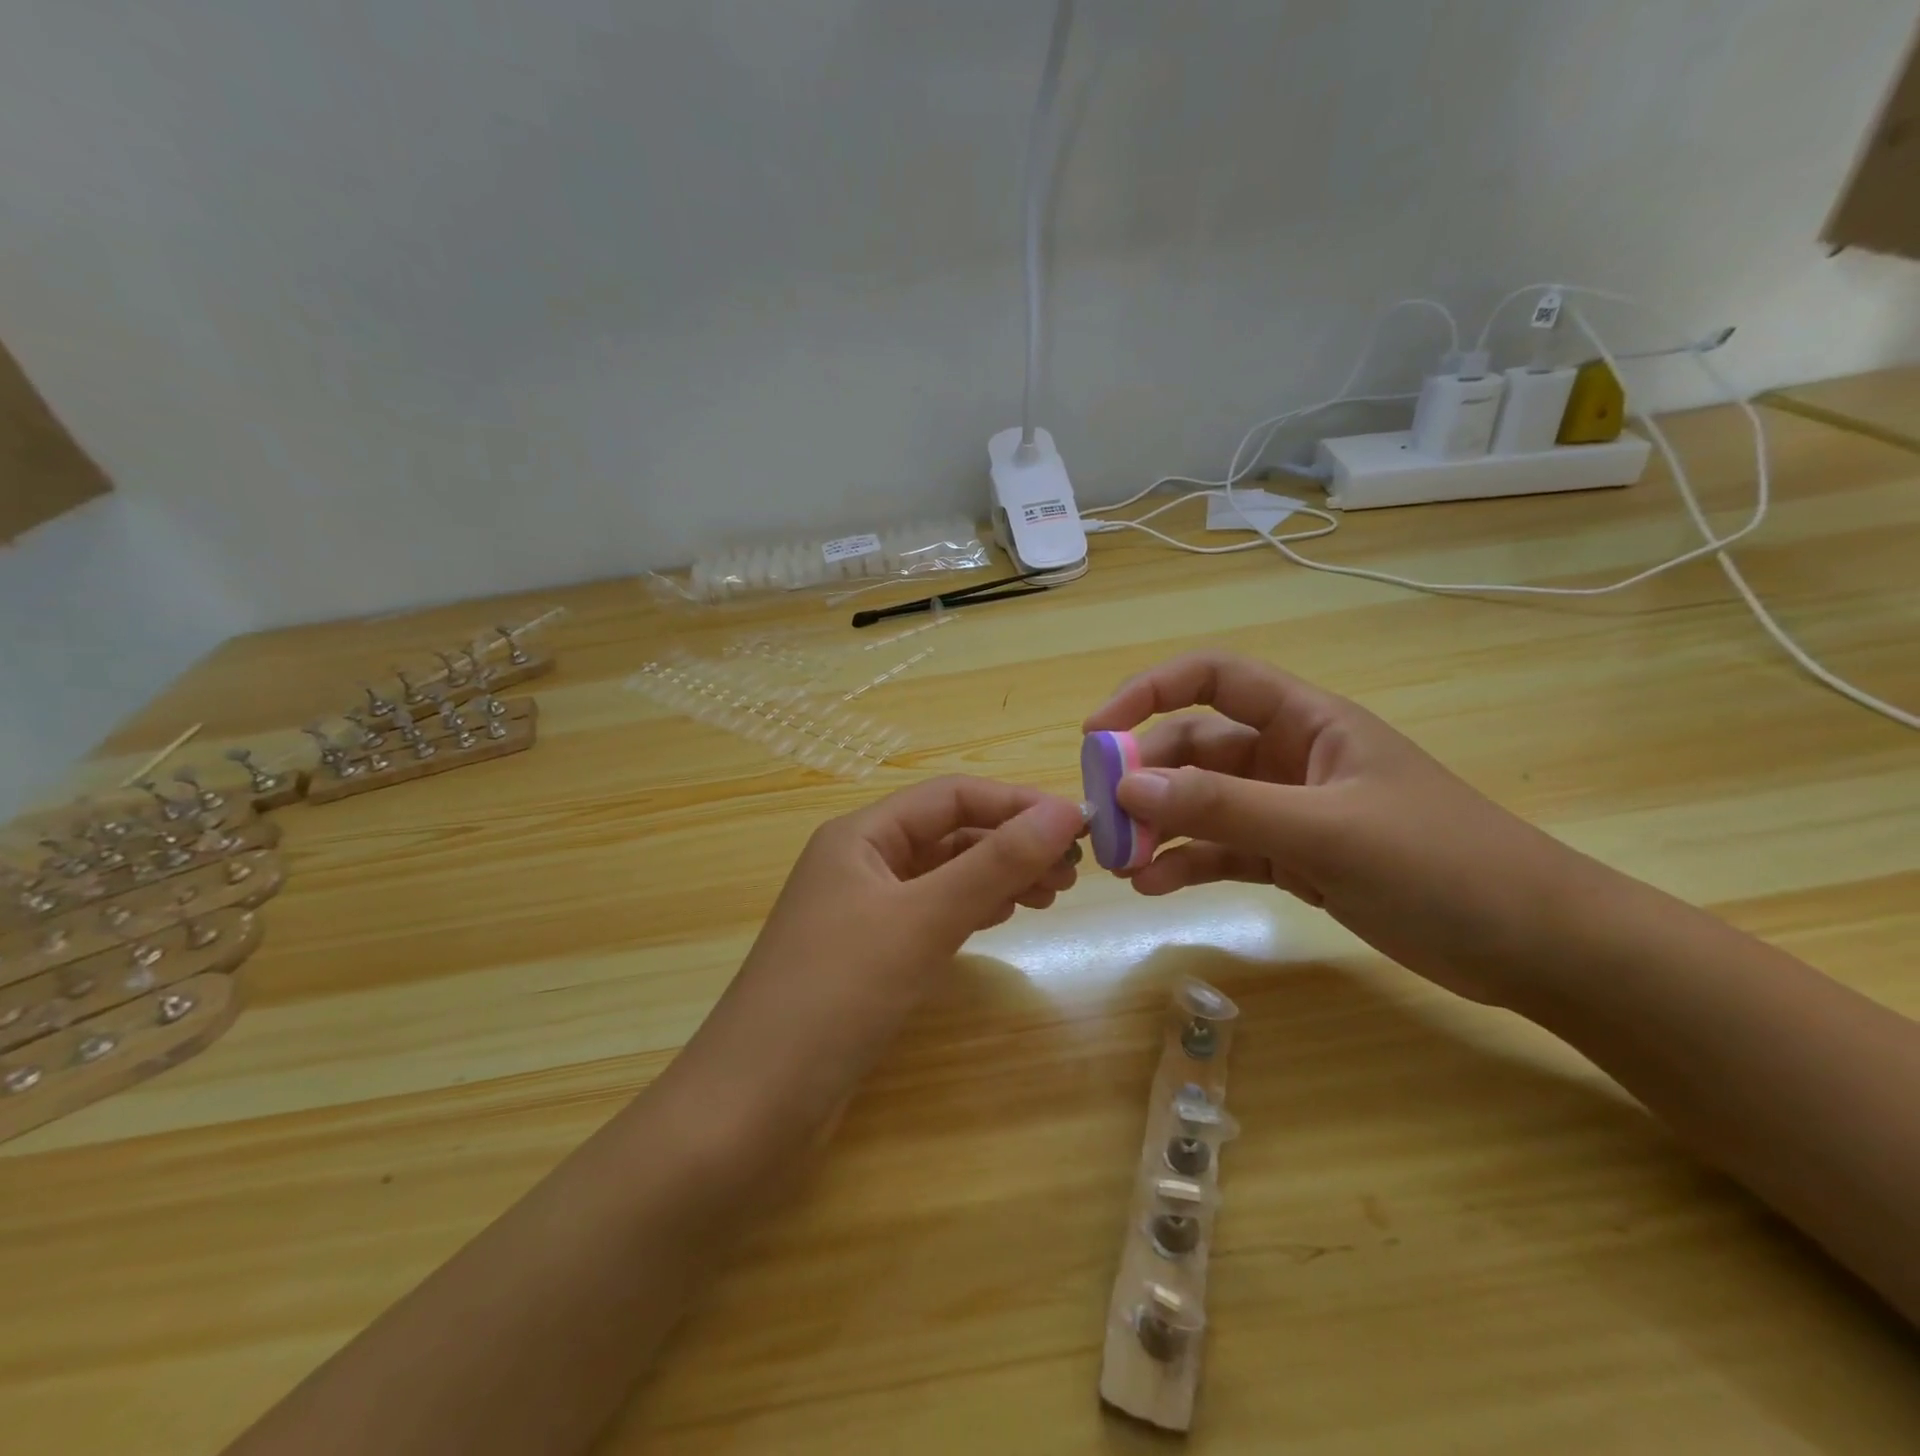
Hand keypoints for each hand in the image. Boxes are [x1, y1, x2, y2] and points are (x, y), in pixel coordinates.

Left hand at [675, 776, 1085, 1147]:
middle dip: (1010, 843)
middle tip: (1072, 871)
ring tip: (1052, 894)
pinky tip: (1004, 917)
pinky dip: (972, 910)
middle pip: (949, 833)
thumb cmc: (836, 996)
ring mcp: (862, 911)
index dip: (1015, 804)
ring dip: (996, 877)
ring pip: (943, 875)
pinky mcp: (868, 956)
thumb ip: (993, 864)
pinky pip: (931, 914)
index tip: (1076, 826)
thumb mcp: (921, 920)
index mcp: (861, 835)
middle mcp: (860, 862)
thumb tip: (1062, 812)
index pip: (951, 796)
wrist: (753, 1107)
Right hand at [1084, 652, 1594, 1004]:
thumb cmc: (1442, 863)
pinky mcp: (1293, 859)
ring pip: (1202, 805)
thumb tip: (1128, 788)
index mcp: (1305, 720)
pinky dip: (1188, 864)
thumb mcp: (1326, 830)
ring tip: (1120, 863)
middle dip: (1145, 779)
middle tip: (1103, 820)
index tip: (1097, 733)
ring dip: (1159, 827)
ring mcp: (1288, 810)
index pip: (1212, 679)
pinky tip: (1155, 887)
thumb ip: (1225, 807)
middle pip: (1194, 748)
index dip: (1147, 692)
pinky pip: (1223, 851)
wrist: (1535, 946)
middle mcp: (1288, 756)